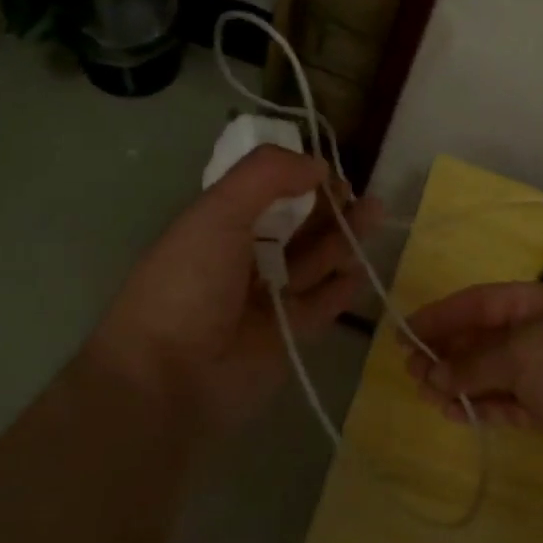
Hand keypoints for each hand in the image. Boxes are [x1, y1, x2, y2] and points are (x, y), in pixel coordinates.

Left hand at [90, 145, 382, 436]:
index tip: (327, 172)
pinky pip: (321, 305)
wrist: (170, 377)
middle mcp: (242, 259)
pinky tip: (361, 269)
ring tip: (373, 217)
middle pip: (294, 226)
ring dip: (342, 239)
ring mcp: (265, 299)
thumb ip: (266, 176)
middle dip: (328, 208)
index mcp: (217, 226)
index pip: (265, 193)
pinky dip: (341, 288)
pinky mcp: (286, 335)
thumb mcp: (217, 212)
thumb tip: (316, 164)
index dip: (297, 179)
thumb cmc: (189, 284)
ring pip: (312, 262)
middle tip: (361, 196)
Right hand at [402, 283, 542, 477]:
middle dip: (447, 352)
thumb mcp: (522, 354)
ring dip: (458, 381)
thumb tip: (436, 375)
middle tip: (411, 369)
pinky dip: (480, 405)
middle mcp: (540, 333)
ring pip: (491, 373)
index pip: (480, 303)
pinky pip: (506, 402)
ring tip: (424, 393)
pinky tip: (453, 411)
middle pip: (483, 338)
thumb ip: (474, 364)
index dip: (442, 315)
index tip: (407, 331)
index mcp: (538, 303)